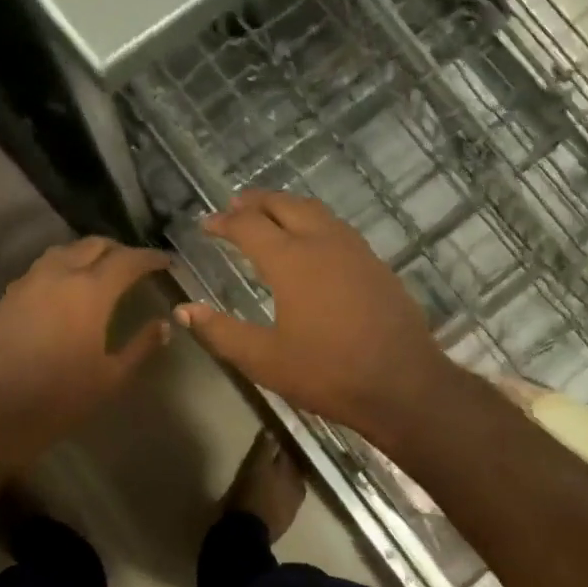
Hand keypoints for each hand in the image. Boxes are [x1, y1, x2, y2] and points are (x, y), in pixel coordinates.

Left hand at [0, 237, 170, 466]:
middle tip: (135, 265)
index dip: (149, 258)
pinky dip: (63, 266)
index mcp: (90, 291)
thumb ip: (140, 347)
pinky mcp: (8, 296)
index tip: (165, 261)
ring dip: (87, 253)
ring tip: (101, 270)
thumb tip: (163, 325)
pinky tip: (67, 289)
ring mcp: (28, 282)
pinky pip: (42, 267)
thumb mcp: (110, 378)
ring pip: (64, 251)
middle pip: (93, 245)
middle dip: (119, 249)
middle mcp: (59, 274)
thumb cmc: (57, 399)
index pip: (127, 260)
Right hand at [175, 190, 466, 446]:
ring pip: (316, 211)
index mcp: (291, 260)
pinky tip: (312, 243)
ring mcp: (355, 250)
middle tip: (235, 205)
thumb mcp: (264, 360)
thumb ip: (221, 332)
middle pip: (285, 205)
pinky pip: (337, 228)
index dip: (224, 222)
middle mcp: (323, 243)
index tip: (206, 224)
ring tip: (270, 215)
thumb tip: (184, 310)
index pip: (249, 226)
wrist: (403, 384)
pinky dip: (314, 222)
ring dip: (287, 206)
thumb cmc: (328, 373)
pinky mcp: (376, 265)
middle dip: (256, 201)